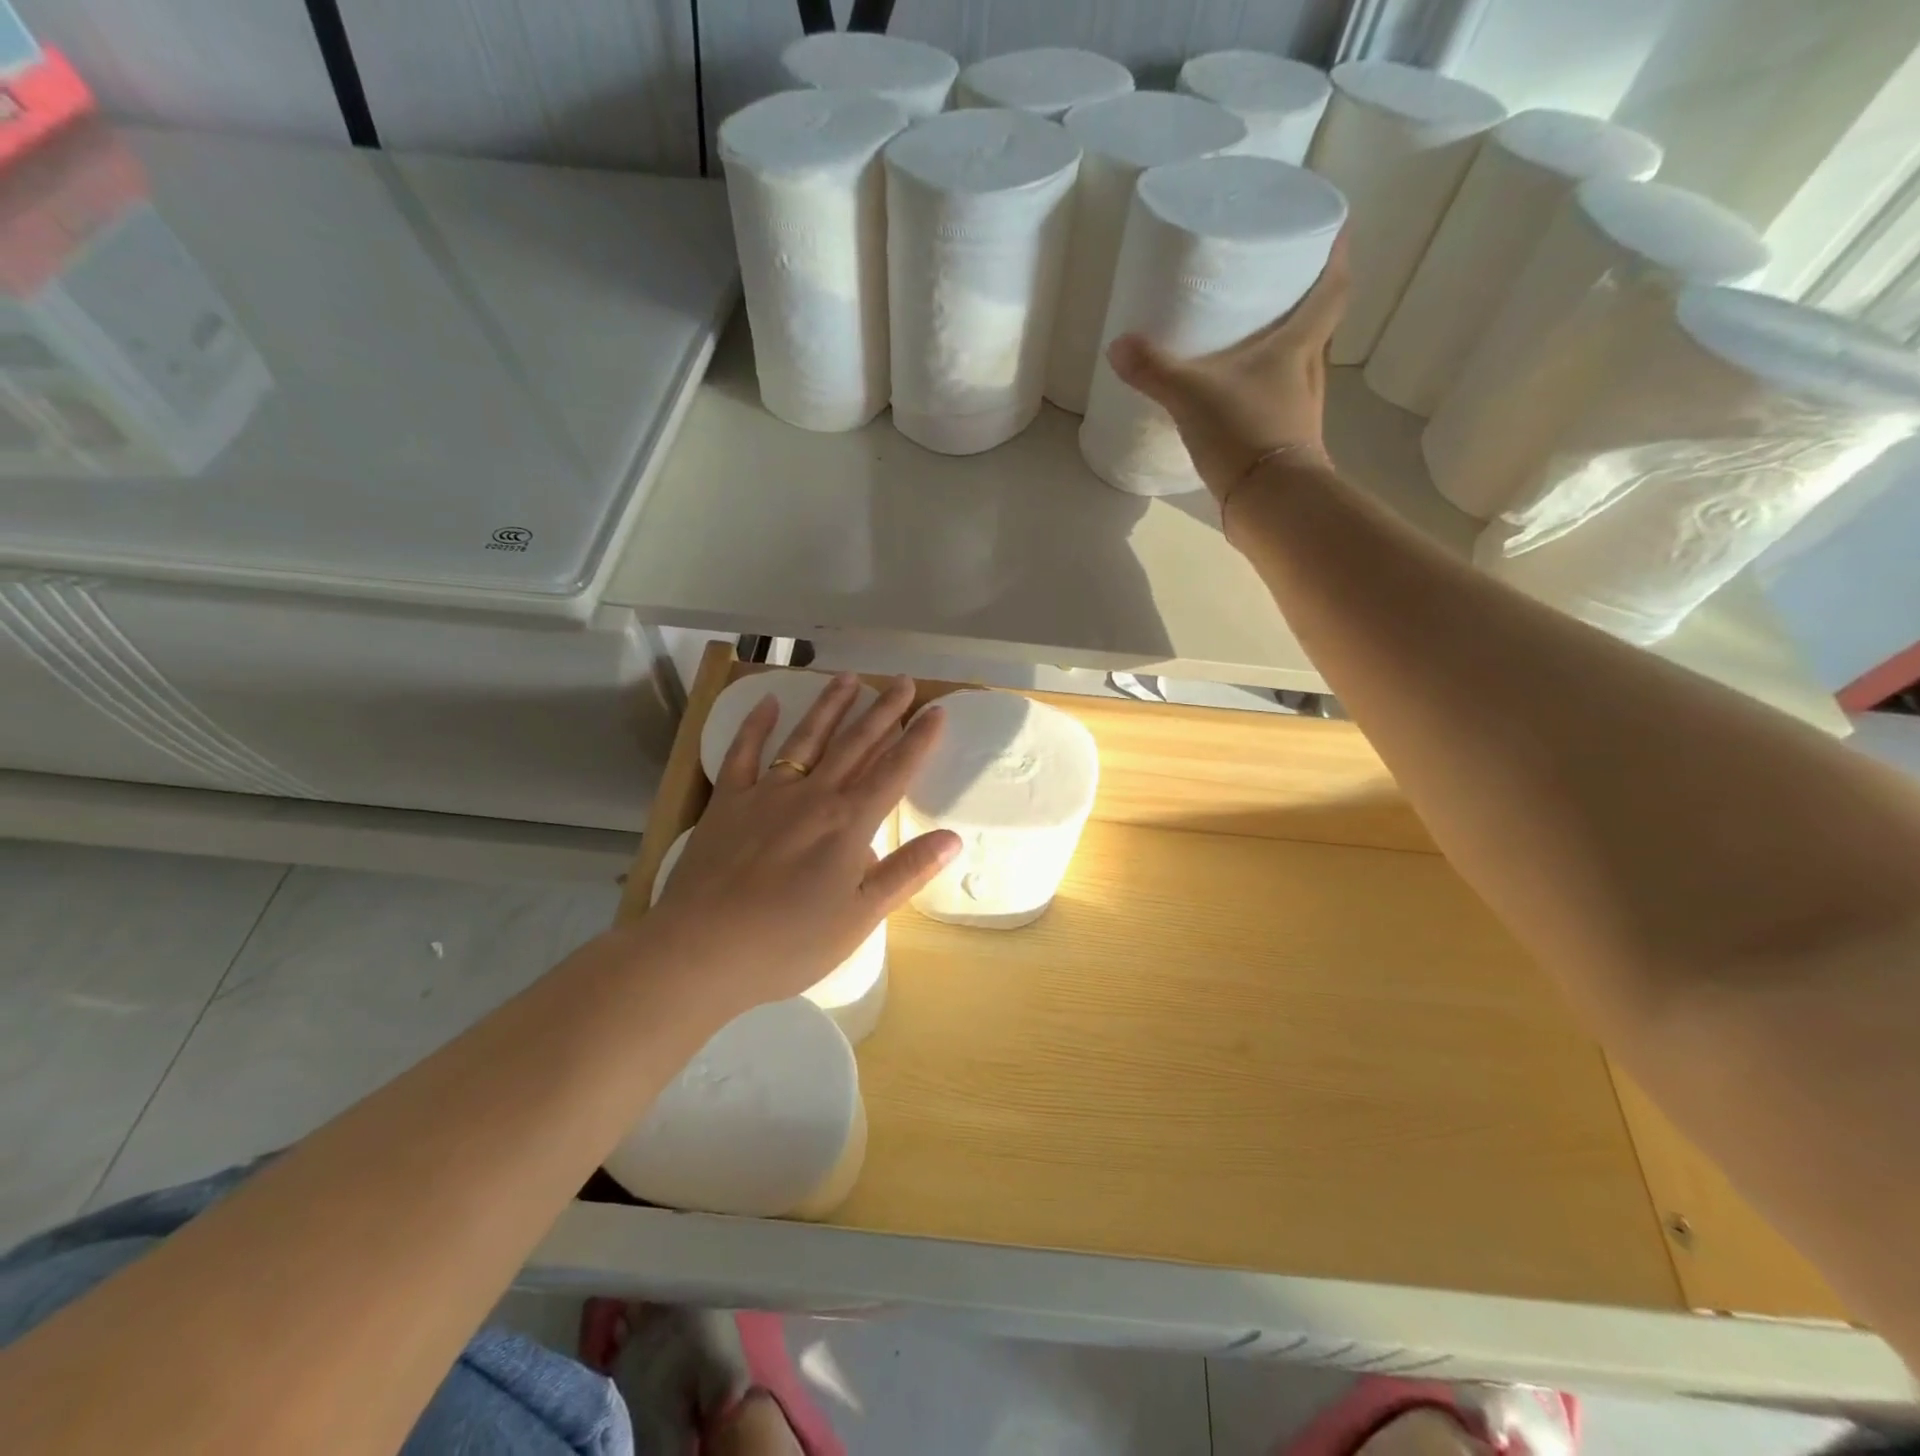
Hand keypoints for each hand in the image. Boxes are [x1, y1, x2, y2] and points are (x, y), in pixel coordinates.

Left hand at [644, 673, 959, 1016]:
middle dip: (882, 711)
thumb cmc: (789, 942)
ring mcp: (766, 794)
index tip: (936, 710)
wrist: (703, 949)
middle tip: (902, 682)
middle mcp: (813, 796)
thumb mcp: (860, 917)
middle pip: (855, 744)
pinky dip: (756, 725)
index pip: (894, 771)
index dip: (918, 740)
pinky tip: (767, 703)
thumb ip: (906, 872)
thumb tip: (953, 838)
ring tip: (849, 678)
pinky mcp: (727, 802)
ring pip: (806, 739)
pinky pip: (743, 753)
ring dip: (830, 706)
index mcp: (849, 823)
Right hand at [1106, 231, 1349, 500]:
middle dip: (1305, 300)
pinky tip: (1240, 396)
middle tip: (1277, 282)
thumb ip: (1154, 370)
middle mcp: (1310, 371)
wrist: (1271, 503)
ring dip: (1286, 348)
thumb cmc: (1245, 432)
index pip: (1334, 287)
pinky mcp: (1287, 442)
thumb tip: (1117, 346)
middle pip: (1320, 324)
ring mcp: (1301, 410)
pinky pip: (1280, 401)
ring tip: (1253, 337)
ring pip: (1301, 364)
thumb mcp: (1192, 395)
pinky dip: (1267, 390)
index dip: (1336, 254)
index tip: (1331, 229)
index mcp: (1299, 345)